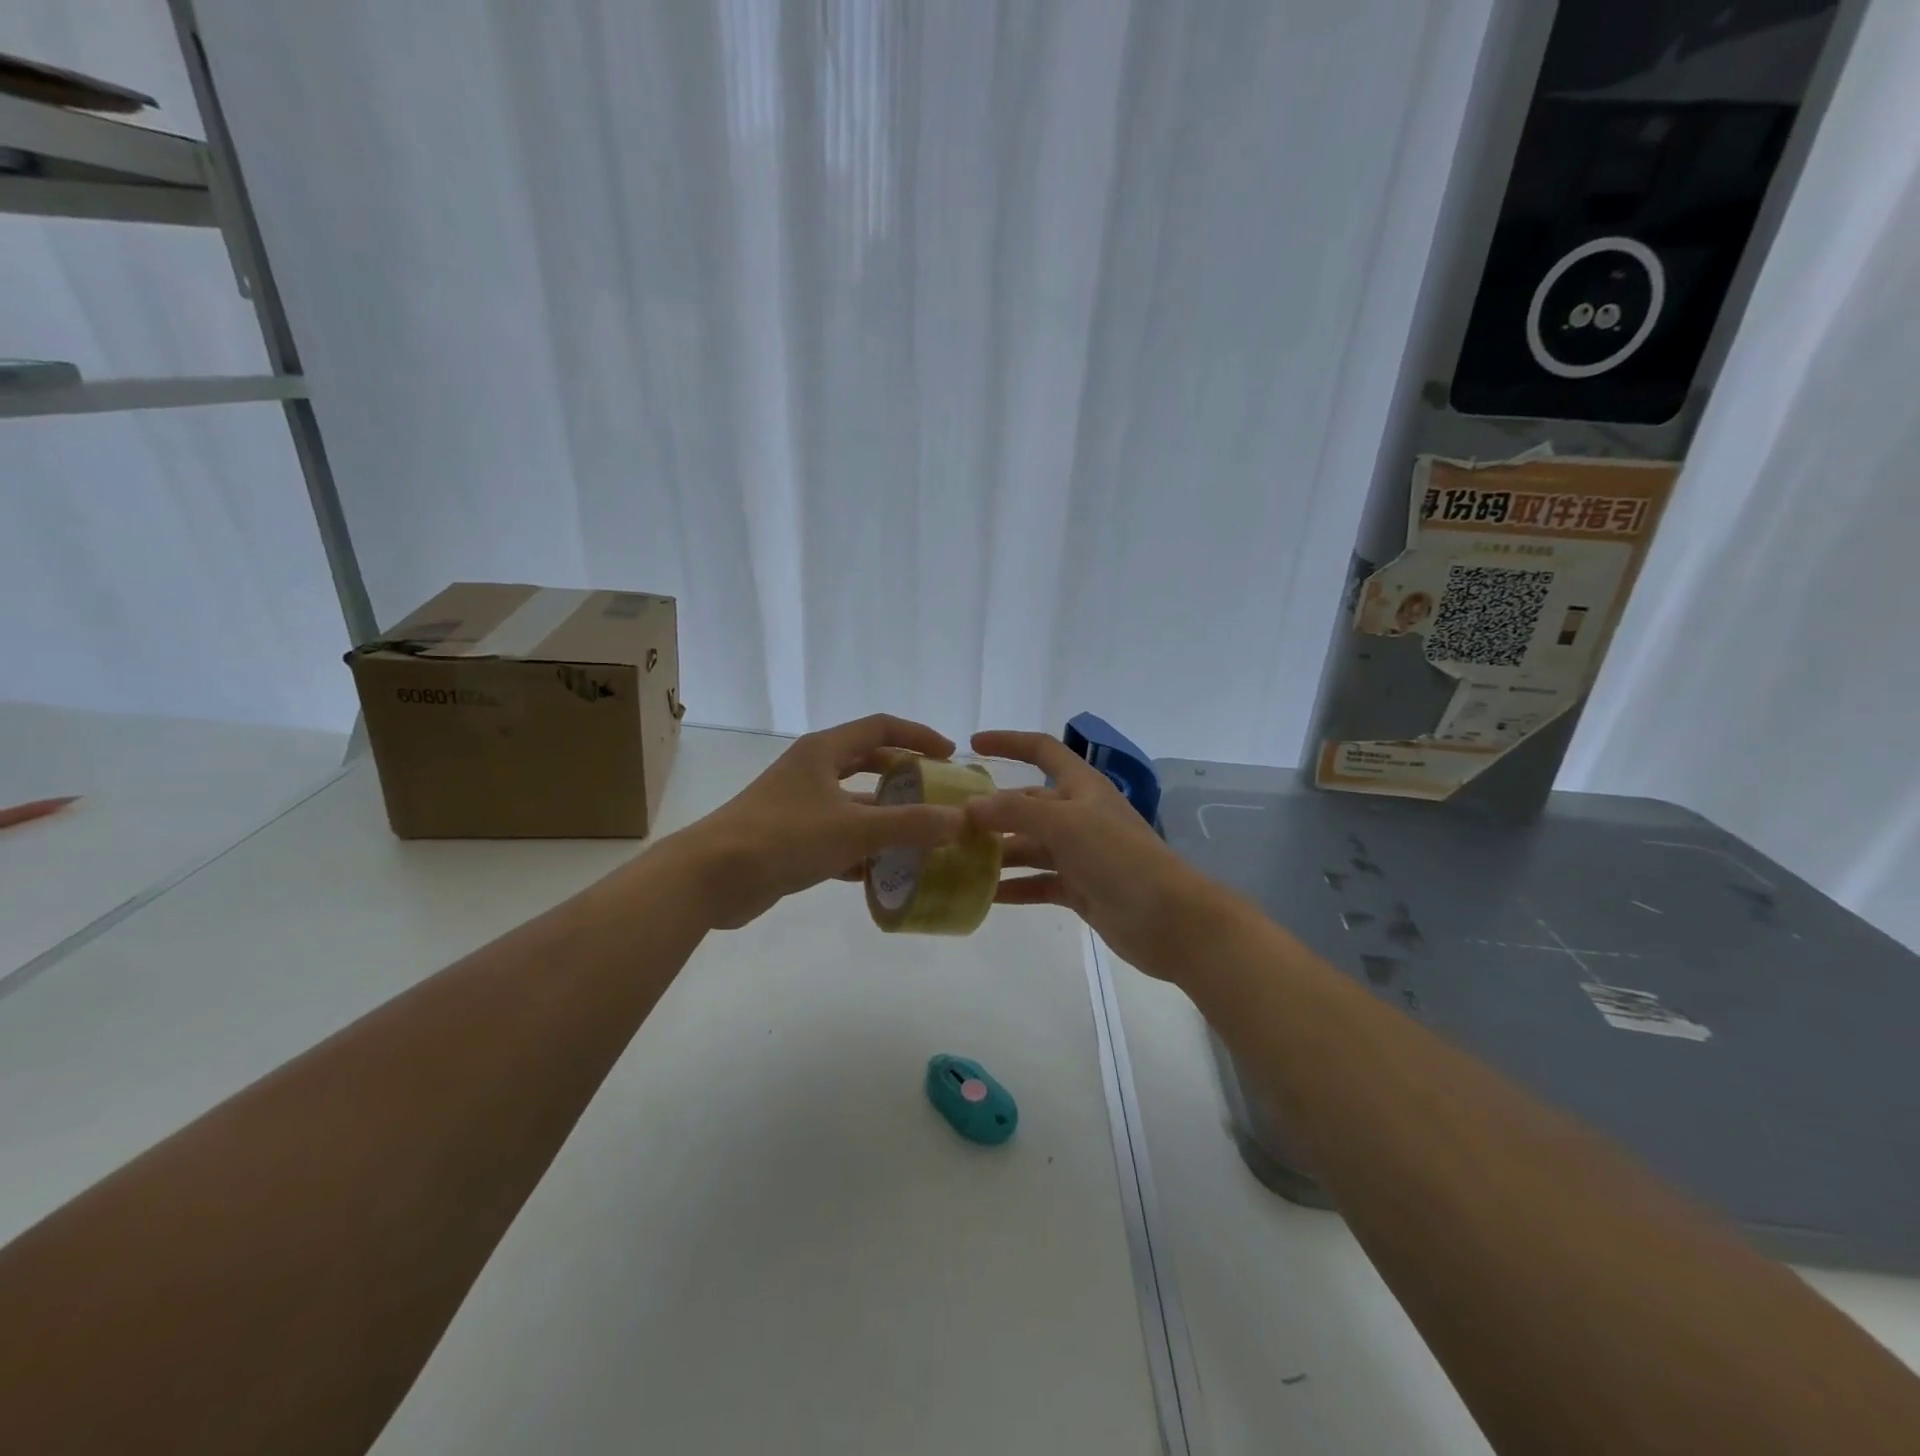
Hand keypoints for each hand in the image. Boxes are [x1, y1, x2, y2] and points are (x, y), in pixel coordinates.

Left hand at [670, 715, 965, 929]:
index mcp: (824, 751)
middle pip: (868, 762)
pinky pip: (838, 836)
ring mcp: (798, 805)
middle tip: (938, 794)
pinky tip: (886, 871)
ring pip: (854, 804)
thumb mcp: (854, 829)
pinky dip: (863, 849)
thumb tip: (961, 820)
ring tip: (922, 836)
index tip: (950, 754)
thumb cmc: (783, 837)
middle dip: (905, 776)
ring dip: (886, 817)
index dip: (917, 735)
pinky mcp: (790, 838)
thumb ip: (911, 824)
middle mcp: (811, 771)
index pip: (880, 727)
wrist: (711, 877)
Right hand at [966, 730, 1217, 977]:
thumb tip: (970, 806)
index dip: (1009, 742)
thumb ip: (1015, 812)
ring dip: (998, 851)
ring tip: (957, 860)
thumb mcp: (1065, 824)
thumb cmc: (1119, 857)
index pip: (1043, 751)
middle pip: (1028, 804)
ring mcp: (1080, 854)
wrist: (1169, 919)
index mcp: (1082, 787)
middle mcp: (1079, 815)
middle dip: (993, 811)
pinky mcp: (1079, 888)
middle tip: (949, 823)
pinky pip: (1038, 882)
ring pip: (1029, 845)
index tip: (973, 745)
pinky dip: (1014, 886)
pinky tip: (984, 895)